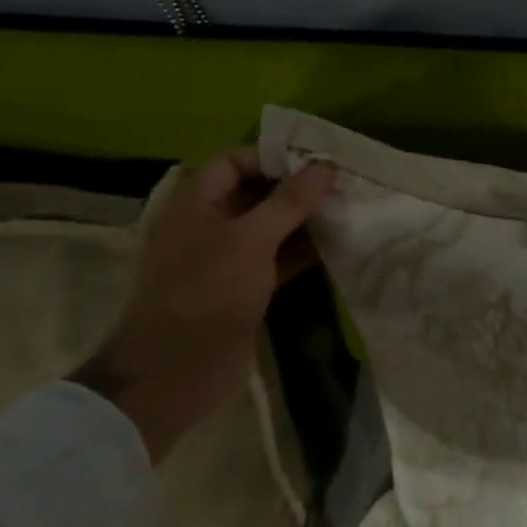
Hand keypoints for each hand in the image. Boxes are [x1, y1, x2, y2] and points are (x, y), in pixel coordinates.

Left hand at [72, 150, 334, 462]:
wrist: (178, 370)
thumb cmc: (208, 293)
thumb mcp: (250, 240)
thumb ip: (289, 202)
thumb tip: (324, 166)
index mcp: (196, 204)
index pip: (233, 161)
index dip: (272, 156)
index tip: (316, 160)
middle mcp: (210, 225)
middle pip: (255, 192)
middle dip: (296, 187)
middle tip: (342, 183)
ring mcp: (227, 259)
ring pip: (271, 227)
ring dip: (305, 219)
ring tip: (347, 209)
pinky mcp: (245, 288)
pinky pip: (278, 258)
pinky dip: (304, 251)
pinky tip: (338, 245)